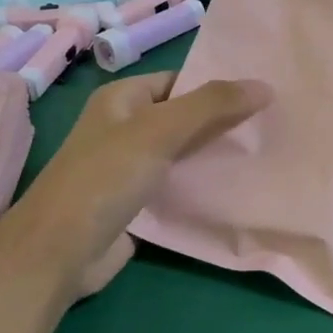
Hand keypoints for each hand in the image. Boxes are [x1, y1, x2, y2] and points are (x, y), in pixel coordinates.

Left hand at [0, 72, 271, 300]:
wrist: (60, 251)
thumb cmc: (105, 177)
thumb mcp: (159, 130)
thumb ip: (211, 106)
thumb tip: (264, 86)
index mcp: (123, 98)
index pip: (180, 81)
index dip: (218, 85)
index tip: (264, 94)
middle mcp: (125, 127)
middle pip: (184, 117)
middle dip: (223, 121)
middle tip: (272, 124)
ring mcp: (130, 167)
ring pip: (183, 153)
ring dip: (216, 155)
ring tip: (265, 152)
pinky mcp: (137, 202)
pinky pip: (177, 184)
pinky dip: (202, 185)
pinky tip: (238, 187)